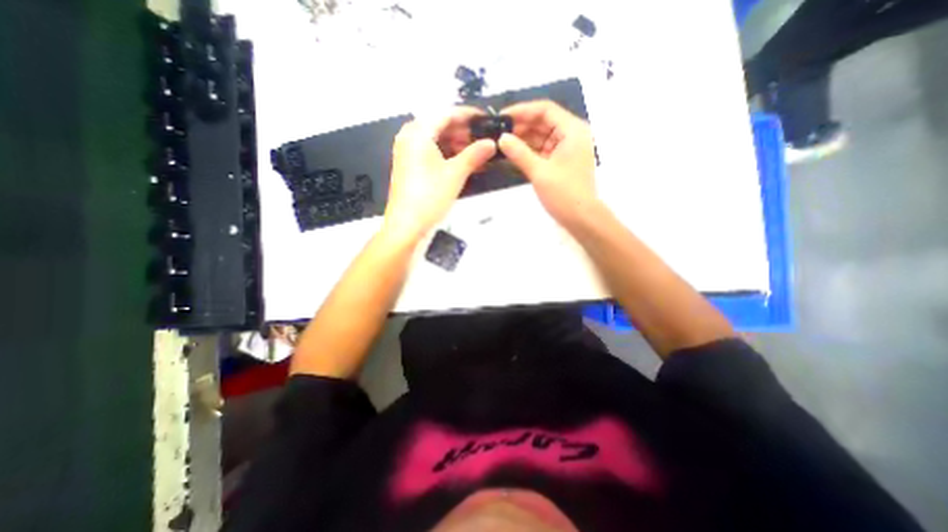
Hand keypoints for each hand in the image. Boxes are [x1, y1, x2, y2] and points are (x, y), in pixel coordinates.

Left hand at [380, 108, 496, 245]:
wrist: (407, 226)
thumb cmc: (429, 198)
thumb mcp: (455, 174)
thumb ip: (475, 154)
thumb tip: (491, 143)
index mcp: (418, 132)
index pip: (447, 113)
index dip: (468, 115)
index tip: (485, 120)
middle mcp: (409, 137)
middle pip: (440, 125)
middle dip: (463, 132)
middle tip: (483, 140)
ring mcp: (408, 152)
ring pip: (436, 140)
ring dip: (457, 145)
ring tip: (477, 153)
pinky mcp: (410, 166)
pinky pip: (431, 153)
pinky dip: (447, 155)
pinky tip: (462, 163)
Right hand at [498, 99, 598, 223]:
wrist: (581, 218)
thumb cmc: (564, 194)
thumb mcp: (539, 172)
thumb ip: (519, 153)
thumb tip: (501, 138)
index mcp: (572, 130)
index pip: (545, 110)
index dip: (522, 111)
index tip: (501, 117)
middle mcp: (571, 135)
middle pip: (543, 122)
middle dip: (520, 126)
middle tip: (497, 132)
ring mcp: (566, 149)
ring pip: (541, 137)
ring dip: (523, 139)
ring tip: (500, 142)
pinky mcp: (560, 161)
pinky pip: (542, 150)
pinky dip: (528, 151)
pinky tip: (512, 153)